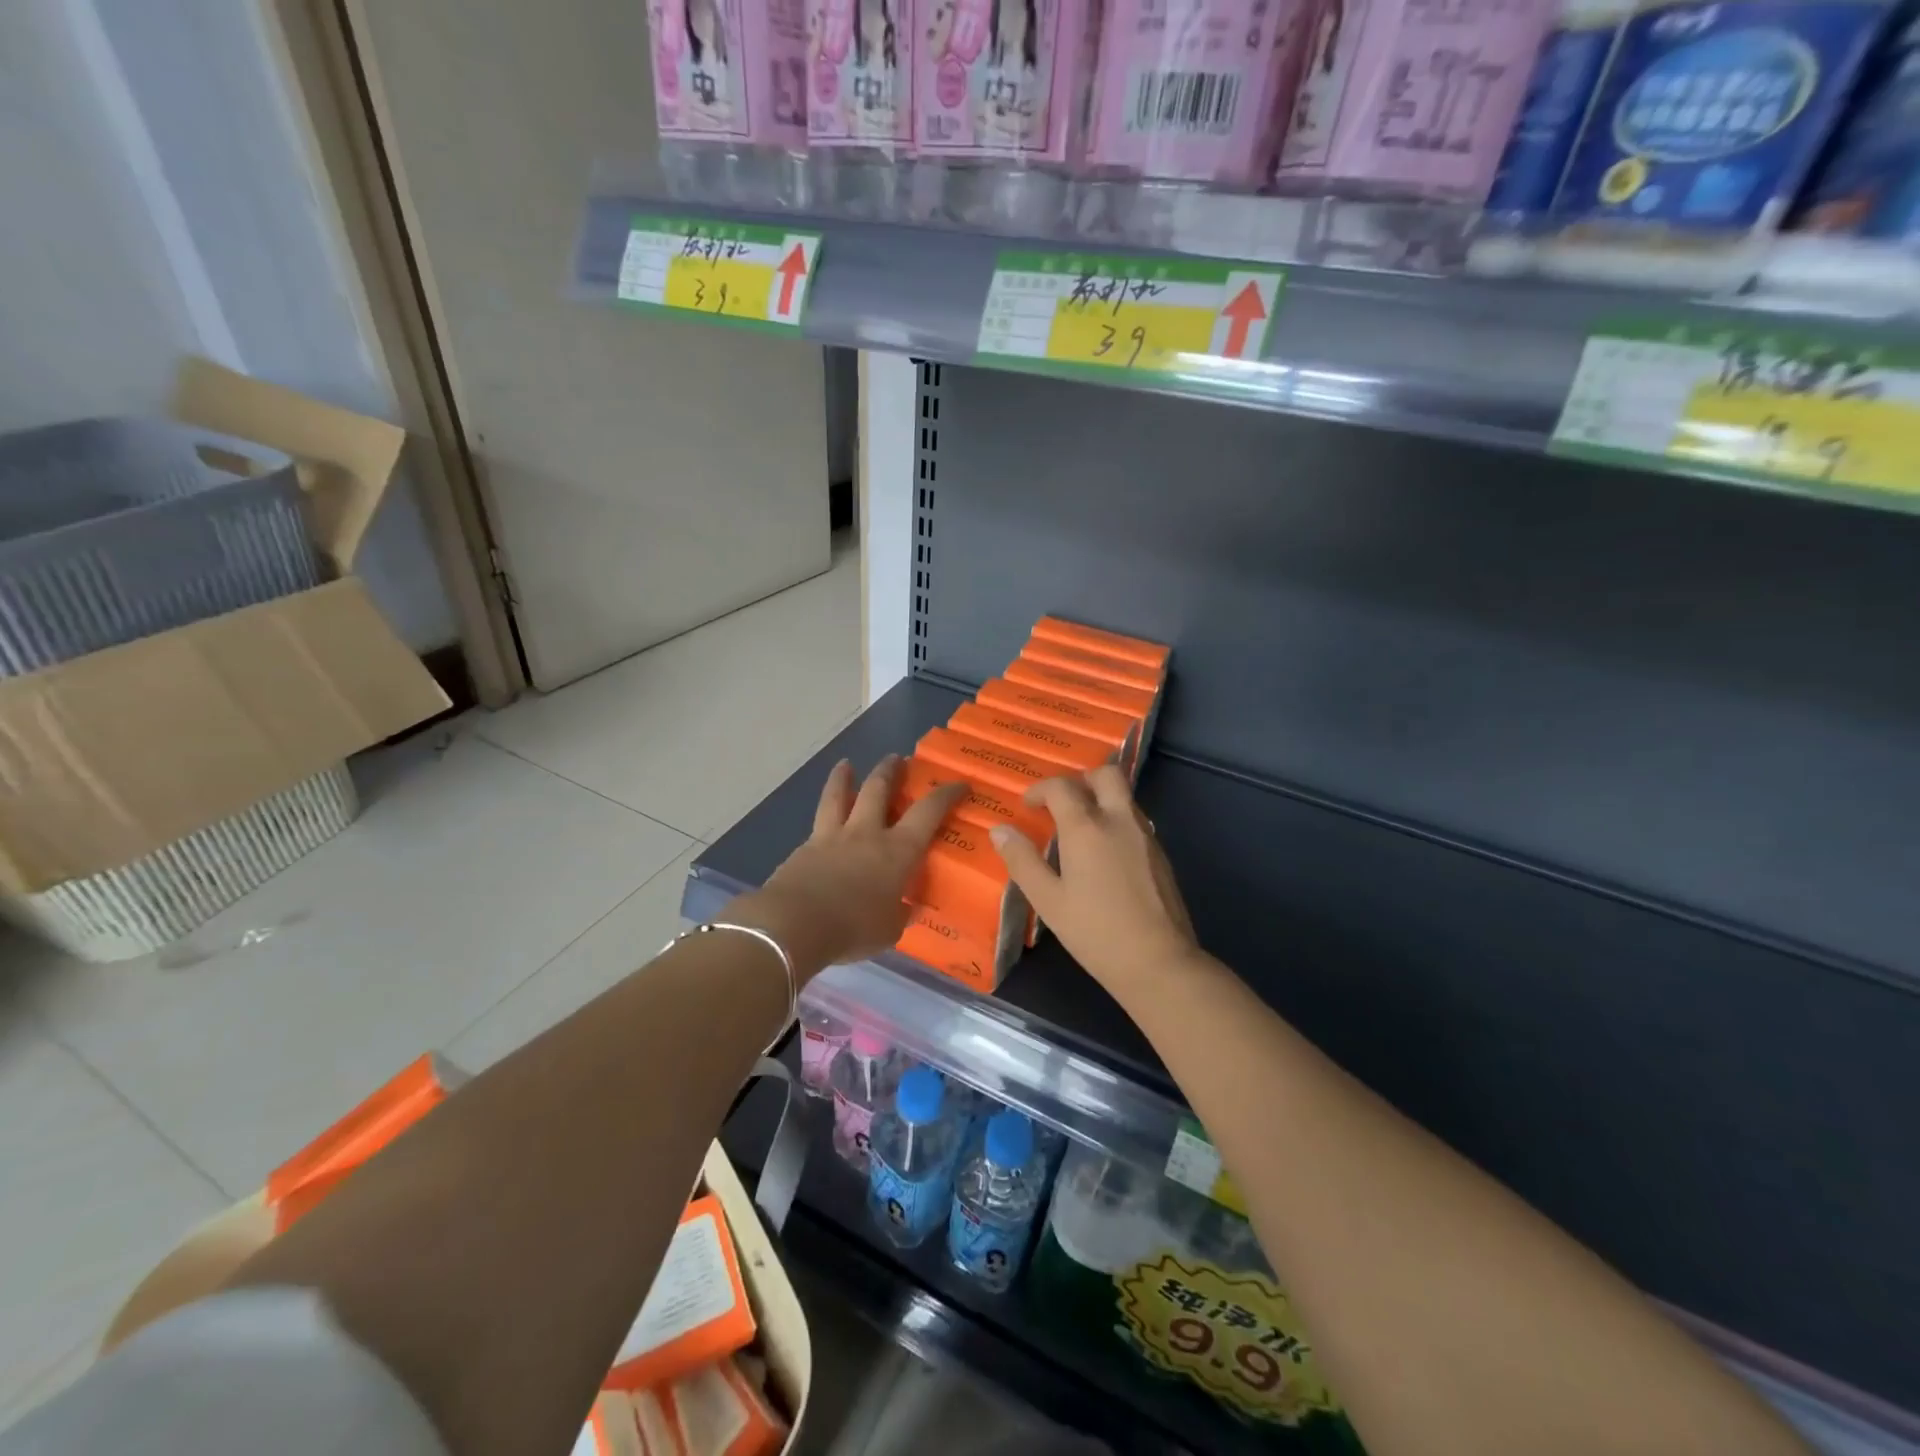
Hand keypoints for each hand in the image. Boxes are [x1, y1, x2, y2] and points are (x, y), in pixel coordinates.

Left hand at [730, 756, 961, 980]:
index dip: (946, 794)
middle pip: (878, 789)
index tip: (959, 783)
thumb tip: (906, 909)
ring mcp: (832, 836)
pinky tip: (823, 819)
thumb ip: (899, 914)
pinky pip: (818, 822)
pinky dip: (824, 814)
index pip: (928, 812)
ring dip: (844, 777)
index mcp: (897, 851)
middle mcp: (866, 833)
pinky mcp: (804, 848)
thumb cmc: (853, 928)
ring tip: (846, 764)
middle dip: (890, 770)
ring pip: (839, 795)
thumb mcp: (889, 930)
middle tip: (897, 759)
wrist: (794, 924)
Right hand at [989, 766, 1199, 989]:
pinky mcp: (1161, 854)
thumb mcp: (1048, 901)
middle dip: (1081, 780)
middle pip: (1106, 775)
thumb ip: (1022, 861)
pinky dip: (1116, 820)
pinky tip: (1105, 854)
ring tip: (1080, 830)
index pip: (1062, 787)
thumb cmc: (1095, 932)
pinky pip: (1135, 820)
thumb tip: (1000, 830)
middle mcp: (1119, 820)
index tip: (1028, 806)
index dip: (1040, 790)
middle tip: (1062, 804)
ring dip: (1101, 799)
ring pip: (1124, 796)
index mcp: (1087, 827)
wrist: (1158, 962)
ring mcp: (1145, 835)